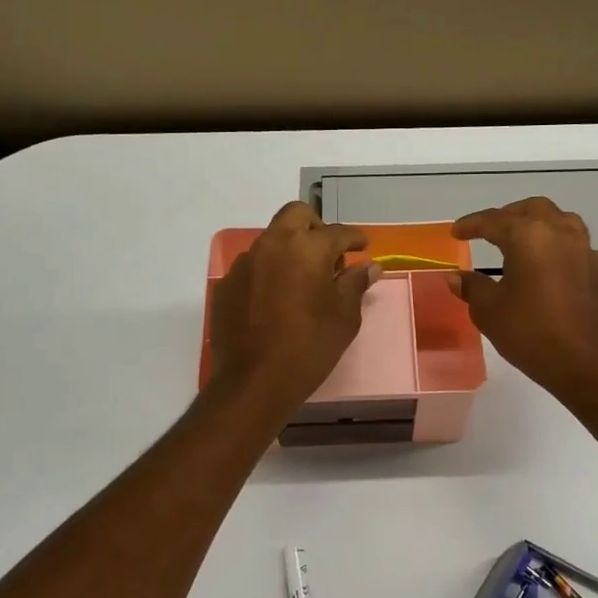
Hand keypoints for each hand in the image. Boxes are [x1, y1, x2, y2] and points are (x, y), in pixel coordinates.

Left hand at [209, 202, 379, 410]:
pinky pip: (254, 265)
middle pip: (297, 215)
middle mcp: (272, 244)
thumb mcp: (344, 317)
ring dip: (291, 249)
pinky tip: (277, 299)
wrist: (253, 382)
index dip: (354, 239)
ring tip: (303, 280)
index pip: (338, 232)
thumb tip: (370, 266)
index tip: (363, 247)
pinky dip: (270, 272)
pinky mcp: (227, 284)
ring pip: (272, 239)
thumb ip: (355, 284)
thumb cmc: (309, 347)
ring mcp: (245, 263)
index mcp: (306, 248)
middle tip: (330, 254)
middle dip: (317, 227)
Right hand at [448, 198, 597, 406]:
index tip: (456, 232)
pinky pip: (575, 245)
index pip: (494, 220)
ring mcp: (585, 250)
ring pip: (560, 221)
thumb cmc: (532, 334)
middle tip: (490, 231)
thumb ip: (472, 287)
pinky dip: (556, 246)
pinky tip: (547, 267)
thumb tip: (455, 277)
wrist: (589, 365)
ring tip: (521, 242)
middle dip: (507, 216)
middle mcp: (560, 233)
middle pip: (532, 209)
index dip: (471, 224)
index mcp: (529, 236)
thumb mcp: (490, 311)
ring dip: (537, 225)